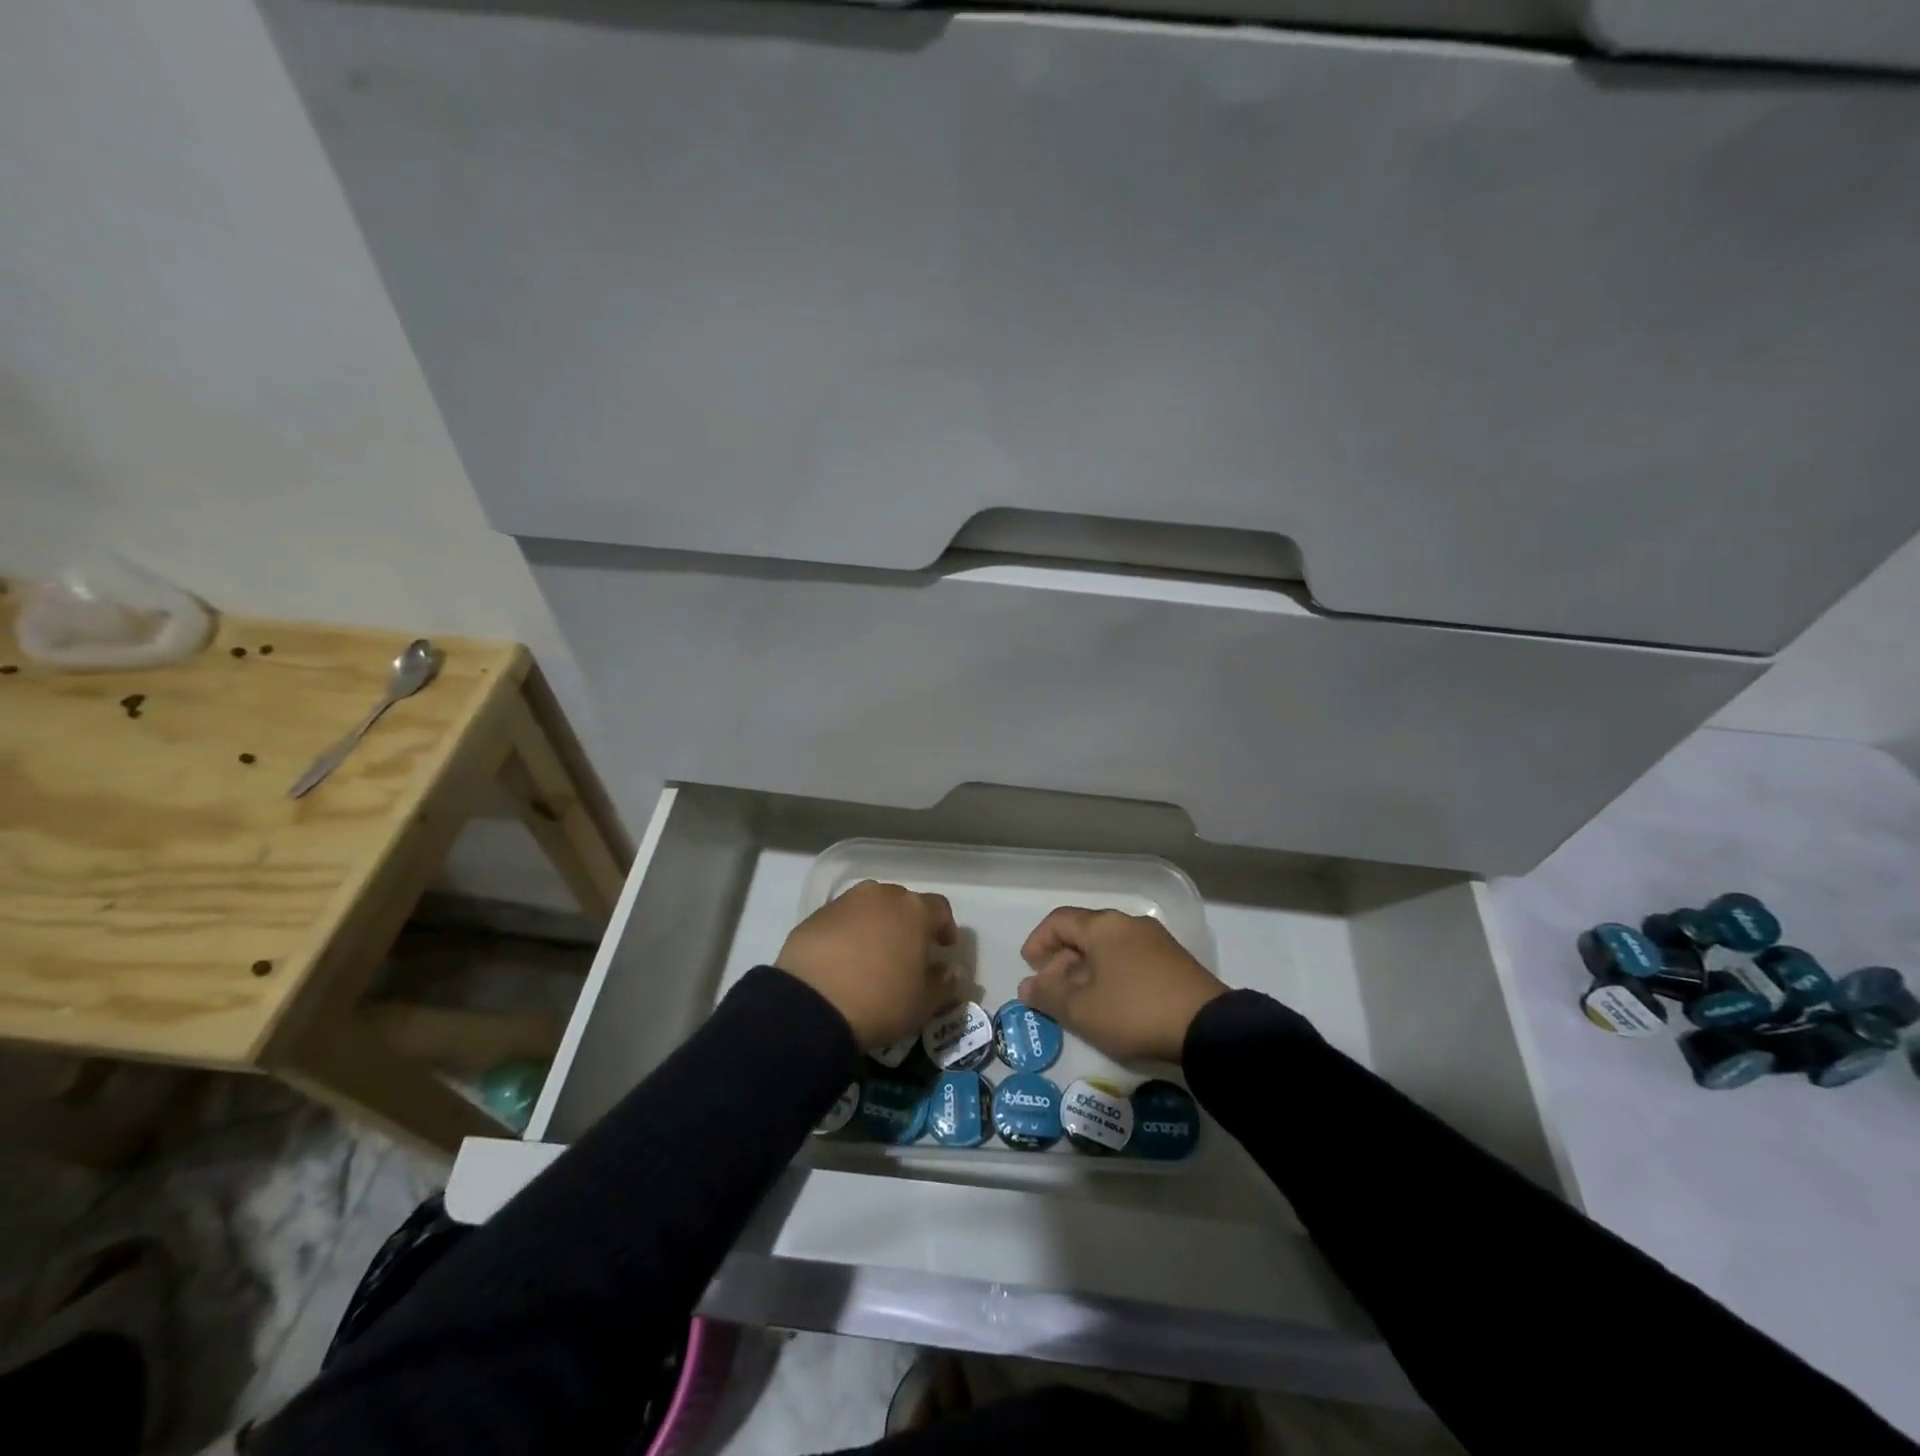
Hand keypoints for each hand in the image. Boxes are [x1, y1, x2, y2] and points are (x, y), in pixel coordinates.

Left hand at [776, 880, 957, 1046]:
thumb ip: (945, 984)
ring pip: (869, 907)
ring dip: (876, 924)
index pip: (940, 908)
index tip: (944, 947)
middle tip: (907, 951)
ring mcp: (845, 902)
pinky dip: (847, 933)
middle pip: (903, 902)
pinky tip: (842, 960)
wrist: (812, 1004)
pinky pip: (841, 920)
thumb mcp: (923, 1003)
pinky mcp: (815, 916)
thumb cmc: (880, 1000)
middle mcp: (881, 896)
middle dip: (908, 923)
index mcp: (914, 910)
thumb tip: (955, 972)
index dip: (945, 926)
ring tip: (872, 954)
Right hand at [1017, 907, 1227, 1064]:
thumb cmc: (1133, 1011)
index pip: (1059, 921)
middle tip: (1050, 990)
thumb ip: (1048, 995)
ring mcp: (1156, 941)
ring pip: (1108, 948)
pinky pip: (1130, 960)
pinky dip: (1111, 975)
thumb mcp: (1082, 1009)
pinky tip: (1111, 1003)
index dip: (1039, 940)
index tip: (1029, 965)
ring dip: (1086, 970)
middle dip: (1061, 960)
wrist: (1207, 1028)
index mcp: (1104, 926)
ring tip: (1079, 1001)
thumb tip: (1027, 986)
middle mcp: (1129, 924)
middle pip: (1085, 933)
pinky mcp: (1174, 962)